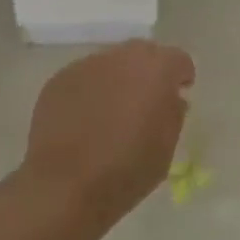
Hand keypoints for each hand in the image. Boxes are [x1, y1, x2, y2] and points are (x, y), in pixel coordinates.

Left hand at [23, 40, 194, 218]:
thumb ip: (173, 112)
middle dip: (149, 72)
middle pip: (143, 53)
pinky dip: (90, 91)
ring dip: (117, 80)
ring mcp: (85, 66)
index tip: (178, 96)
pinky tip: (85, 120)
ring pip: (111, 64)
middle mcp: (120, 57)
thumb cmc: (127, 170)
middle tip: (146, 102)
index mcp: (156, 70)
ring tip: (111, 113)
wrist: (65, 186)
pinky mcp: (58, 80)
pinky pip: (84, 78)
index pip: (178, 59)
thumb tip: (170, 97)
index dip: (181, 77)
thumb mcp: (167, 146)